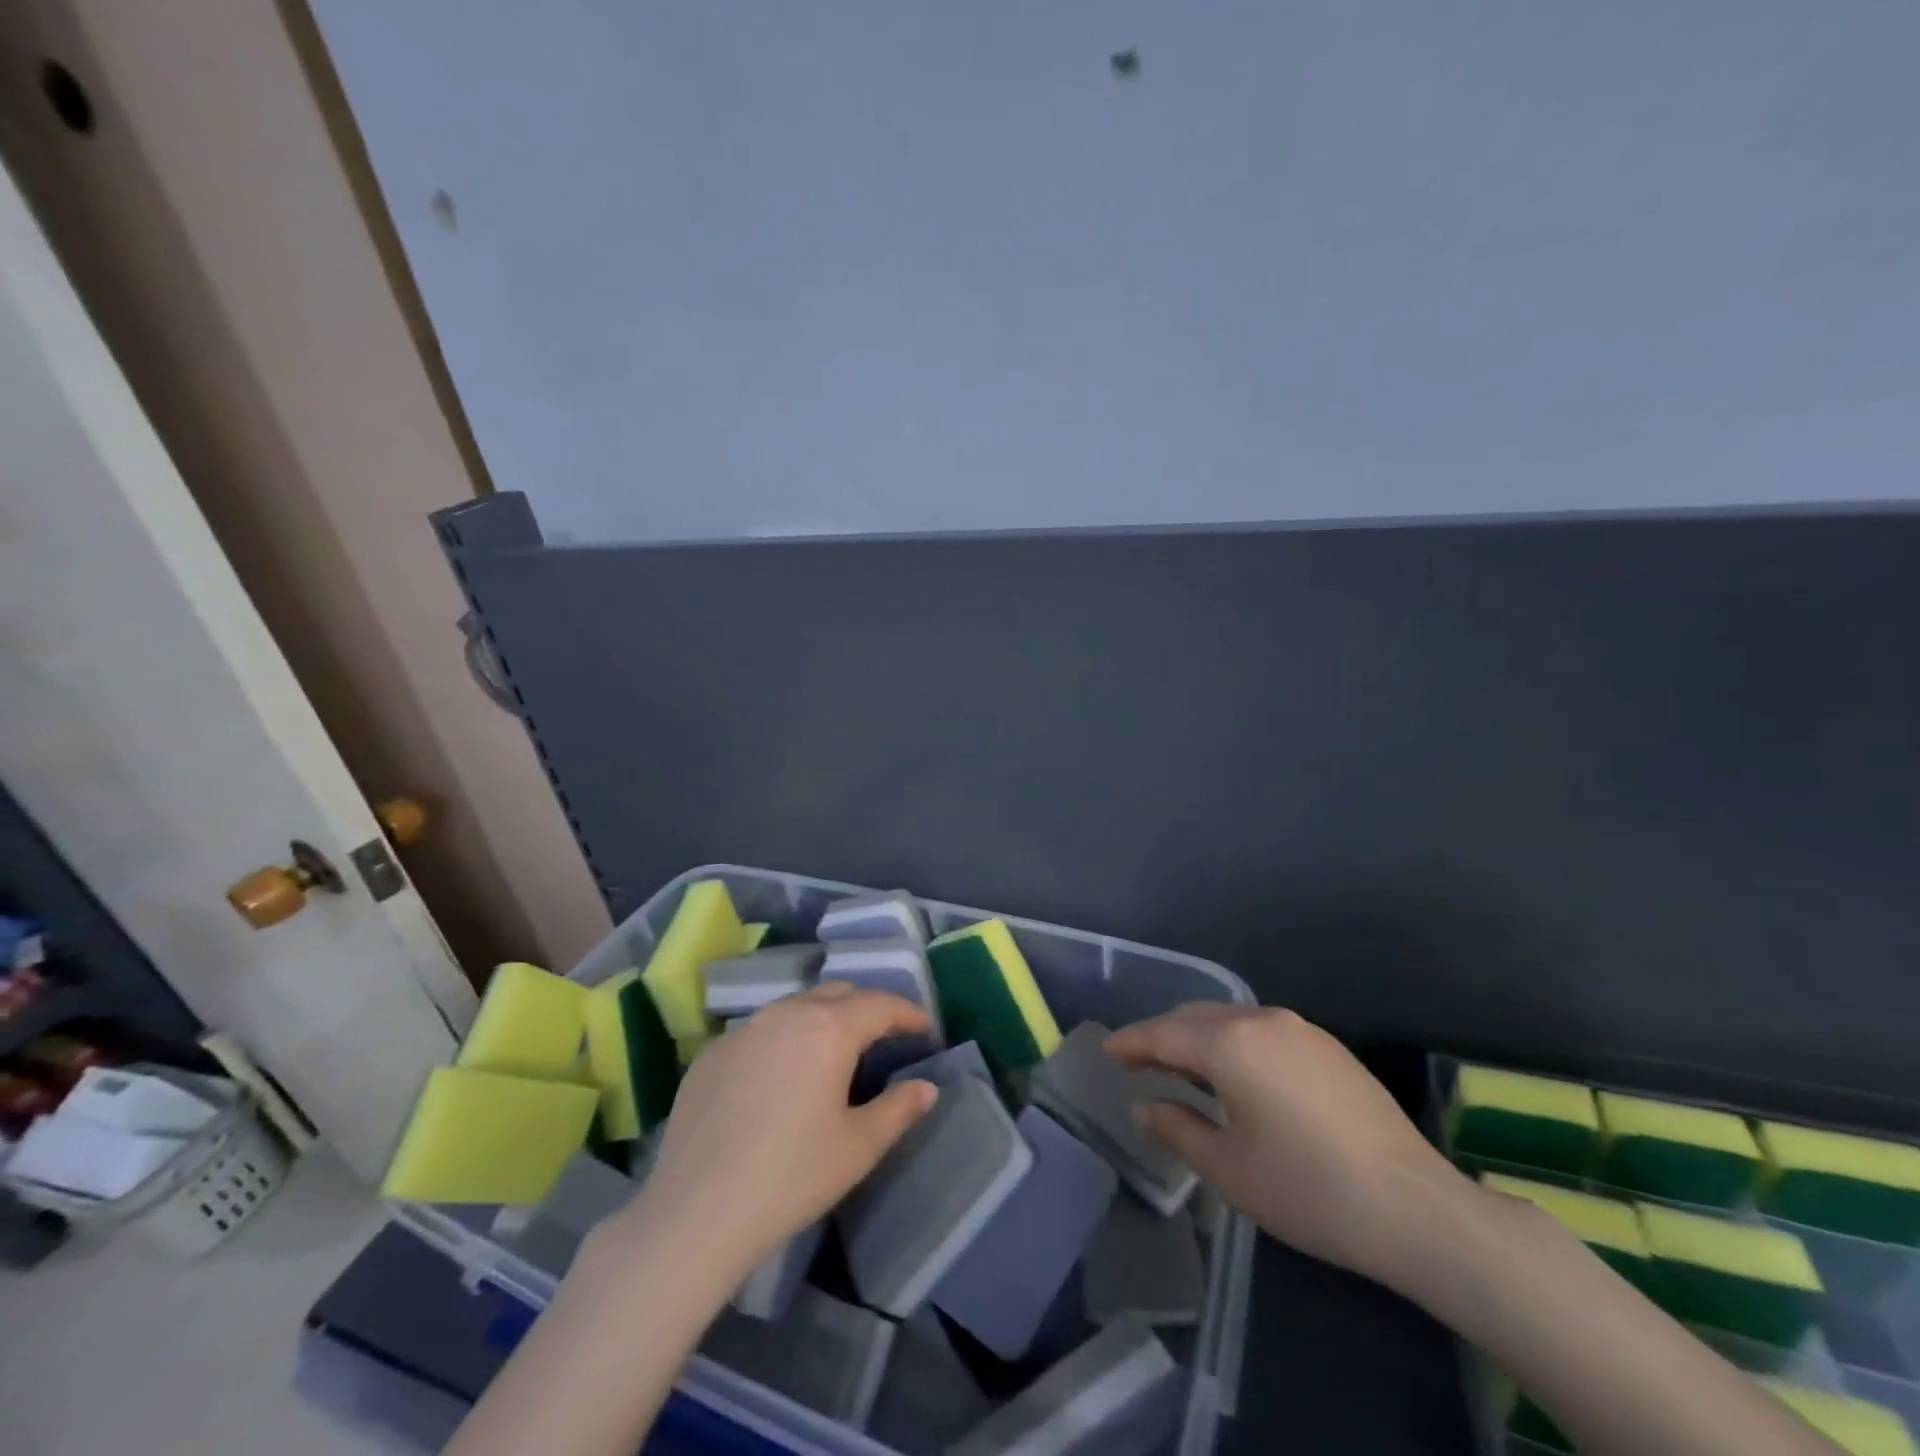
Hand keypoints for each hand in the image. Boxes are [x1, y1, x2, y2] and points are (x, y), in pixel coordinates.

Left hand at [619, 983, 938, 1278]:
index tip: (925, 1027)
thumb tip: (926, 1088)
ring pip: (795, 1007)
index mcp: (829, 1028)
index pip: (880, 1005)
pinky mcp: (712, 1053)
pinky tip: (780, 1075)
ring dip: (823, 1019)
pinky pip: (760, 1032)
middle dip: (866, 1008)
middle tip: (884, 1035)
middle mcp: (787, 1013)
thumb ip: (899, 1109)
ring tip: (834, 1049)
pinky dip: (783, 1040)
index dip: (908, 1014)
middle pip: (837, 994)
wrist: (696, 1212)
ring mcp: (744, 1030)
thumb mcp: (858, 1147)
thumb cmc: (791, 1176)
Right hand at [1106, 1003, 1469, 1290]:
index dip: (1132, 1042)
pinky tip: (1234, 1074)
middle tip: (1138, 1062)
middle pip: (1195, 1018)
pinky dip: (1233, 1042)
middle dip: (1162, 1036)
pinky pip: (1262, 1030)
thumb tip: (1145, 1108)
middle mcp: (1262, 1021)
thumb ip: (1178, 1129)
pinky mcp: (1327, 1047)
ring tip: (1181, 1069)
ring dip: (1199, 1037)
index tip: (1108, 1051)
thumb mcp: (1230, 1168)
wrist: (1416, 1209)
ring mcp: (1300, 1030)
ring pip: (1230, 1019)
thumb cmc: (1309, 1190)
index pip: (1164, 1034)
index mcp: (1231, 1044)